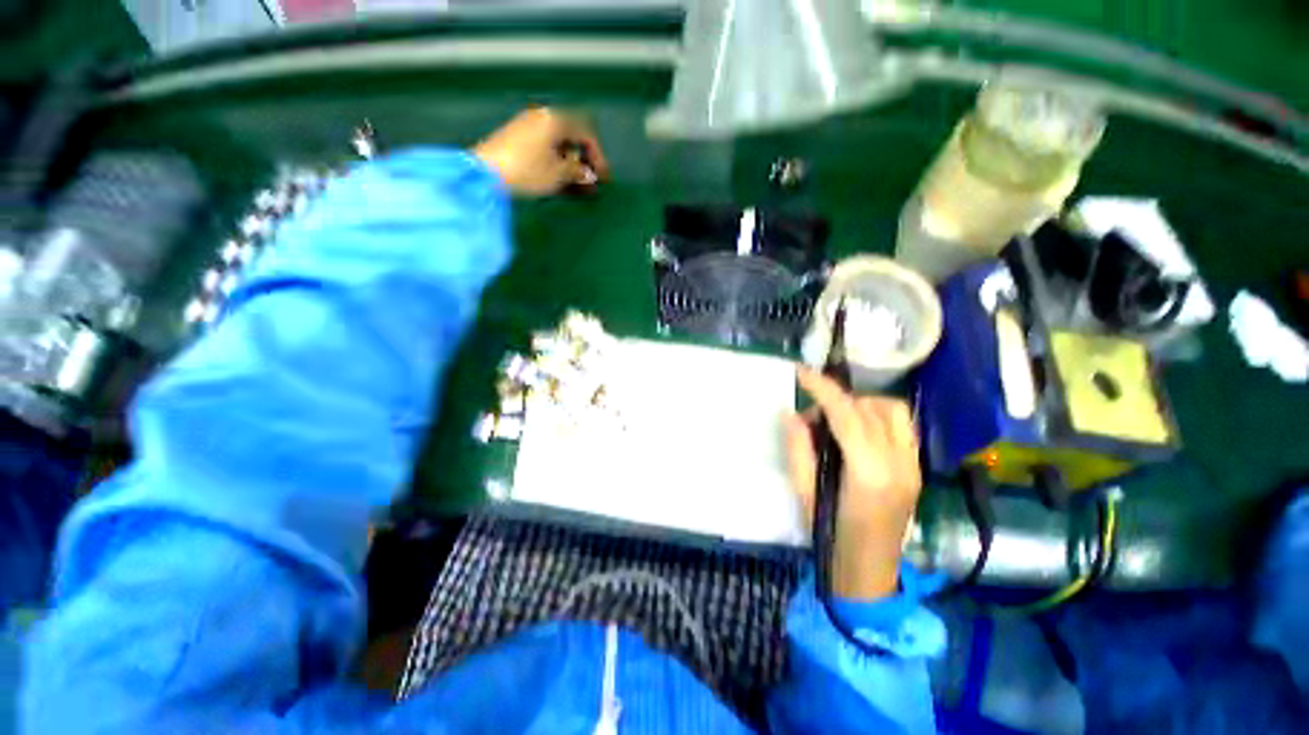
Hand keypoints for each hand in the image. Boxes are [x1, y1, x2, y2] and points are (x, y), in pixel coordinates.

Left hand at [472, 107, 608, 195]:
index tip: (605, 179)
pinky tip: (561, 183)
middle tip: (592, 185)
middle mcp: (542, 118)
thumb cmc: (527, 170)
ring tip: (579, 189)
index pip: (586, 135)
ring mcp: (528, 128)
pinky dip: (556, 166)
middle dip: (585, 164)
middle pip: (572, 140)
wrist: (485, 172)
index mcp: (555, 120)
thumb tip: (588, 175)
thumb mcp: (559, 173)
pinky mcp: (517, 141)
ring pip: (558, 148)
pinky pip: (545, 151)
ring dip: (571, 168)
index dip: (599, 158)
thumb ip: (578, 172)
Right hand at [784, 367, 921, 599]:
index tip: (802, 372)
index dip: (823, 388)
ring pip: (893, 411)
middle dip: (837, 400)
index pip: (847, 414)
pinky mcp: (917, 468)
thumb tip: (792, 413)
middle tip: (813, 418)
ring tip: (838, 420)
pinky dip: (878, 416)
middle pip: (870, 408)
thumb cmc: (830, 534)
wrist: (870, 571)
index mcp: (869, 472)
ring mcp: (914, 465)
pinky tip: (858, 431)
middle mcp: (899, 463)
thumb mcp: (803, 490)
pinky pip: (901, 426)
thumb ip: (798, 448)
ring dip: (862, 404)